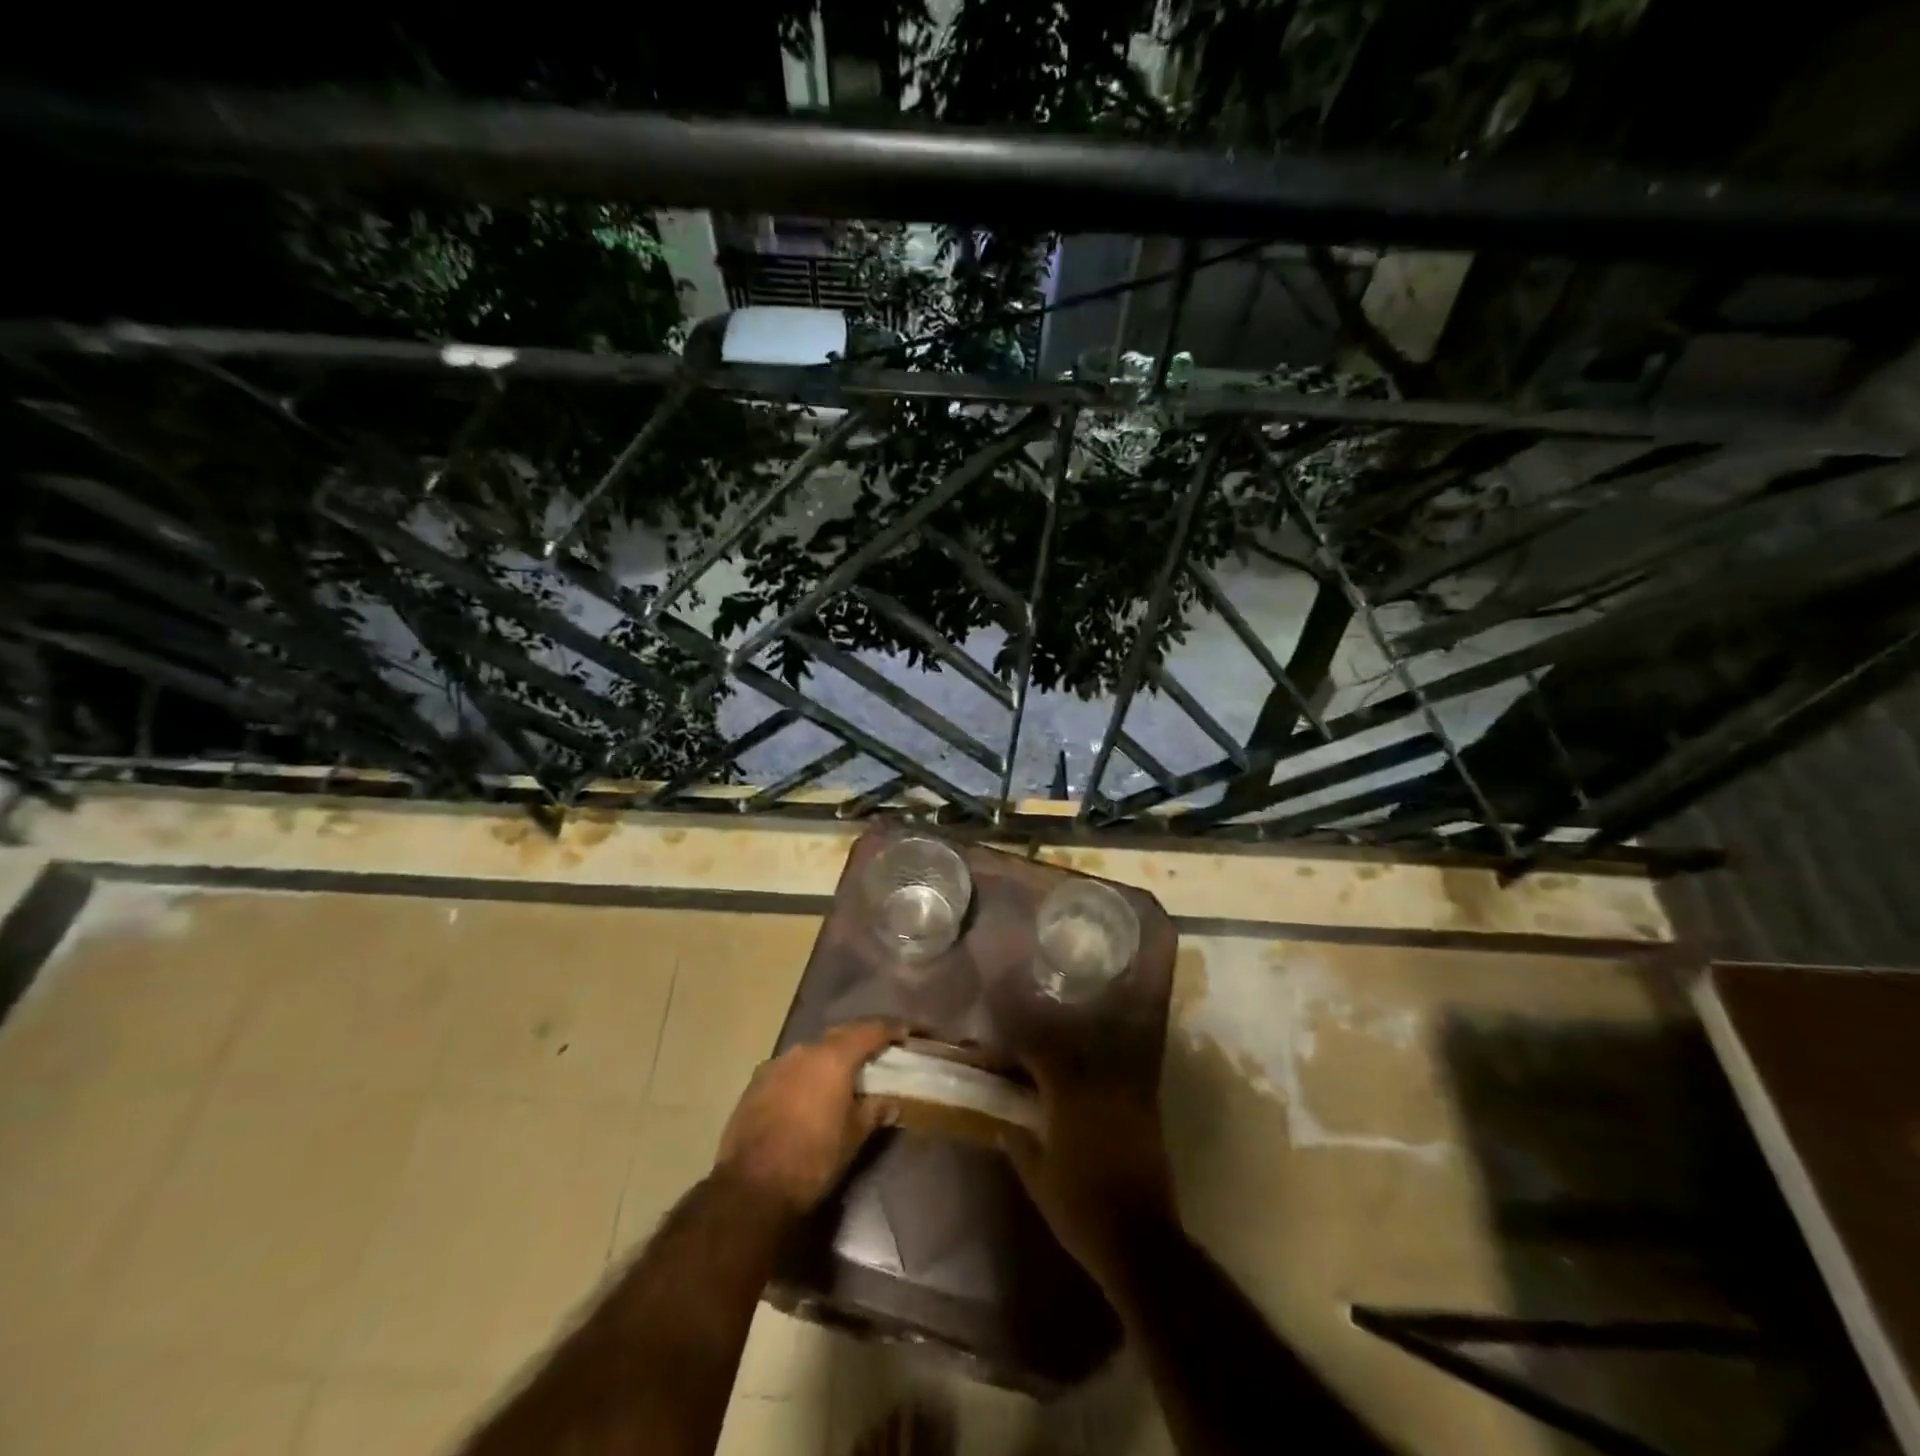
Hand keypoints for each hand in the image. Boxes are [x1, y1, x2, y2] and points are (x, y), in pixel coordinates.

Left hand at [716, 1021, 903, 1214]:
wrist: (751, 1187)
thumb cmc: (813, 1159)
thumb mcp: (854, 1137)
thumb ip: (875, 1111)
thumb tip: (891, 1102)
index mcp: (834, 1058)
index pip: (869, 1031)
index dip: (890, 1030)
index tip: (905, 1033)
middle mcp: (805, 1050)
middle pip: (839, 1036)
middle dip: (859, 1040)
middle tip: (877, 1051)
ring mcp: (776, 1064)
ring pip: (811, 1051)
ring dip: (829, 1058)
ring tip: (842, 1074)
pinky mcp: (756, 1083)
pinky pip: (790, 1069)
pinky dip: (805, 1074)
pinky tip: (809, 1093)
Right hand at [1002, 1053, 1177, 1287]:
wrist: (1140, 1242)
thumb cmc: (1080, 1210)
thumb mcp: (1038, 1181)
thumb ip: (1019, 1146)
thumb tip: (1004, 1126)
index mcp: (1069, 1097)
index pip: (1042, 1056)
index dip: (1022, 1052)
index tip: (1008, 1057)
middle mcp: (1100, 1088)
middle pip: (1071, 1056)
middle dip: (1050, 1059)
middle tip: (1033, 1070)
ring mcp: (1129, 1101)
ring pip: (1098, 1070)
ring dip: (1078, 1072)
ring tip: (1063, 1085)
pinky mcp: (1149, 1119)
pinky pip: (1121, 1090)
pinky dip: (1103, 1091)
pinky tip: (1094, 1105)